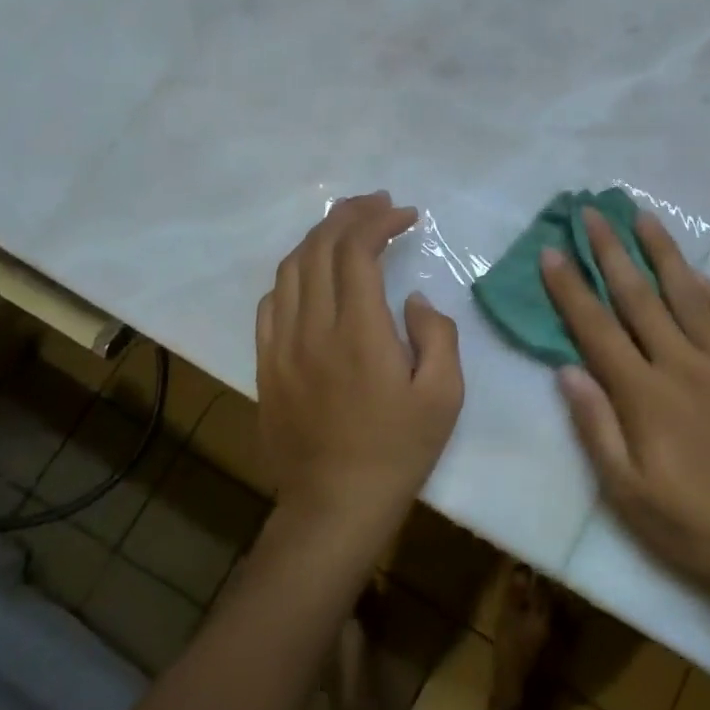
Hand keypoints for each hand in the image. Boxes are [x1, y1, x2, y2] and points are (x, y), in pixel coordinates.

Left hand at [255, 192, 464, 544]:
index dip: (380, 221)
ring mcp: (282, 345)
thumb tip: (413, 299)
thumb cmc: (398, 450)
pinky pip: (271, 302)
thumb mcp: (444, 395)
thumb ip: (438, 335)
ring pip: (291, 269)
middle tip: (378, 203)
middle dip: (350, 215)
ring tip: (346, 225)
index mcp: (359, 331)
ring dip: (319, 237)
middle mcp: (313, 328)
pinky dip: (293, 274)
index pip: (358, 251)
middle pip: (320, 248)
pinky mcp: (265, 364)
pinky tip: (311, 273)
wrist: (335, 506)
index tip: (406, 214)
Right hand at [541, 208, 709, 614]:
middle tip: (592, 212)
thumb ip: (596, 428)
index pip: (597, 329)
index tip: (552, 252)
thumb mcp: (630, 496)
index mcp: (646, 397)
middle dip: (611, 251)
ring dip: (662, 251)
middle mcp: (684, 365)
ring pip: (688, 292)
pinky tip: (698, 272)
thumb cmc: (699, 527)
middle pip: (639, 297)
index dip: (571, 289)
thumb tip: (567, 369)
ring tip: (643, 216)